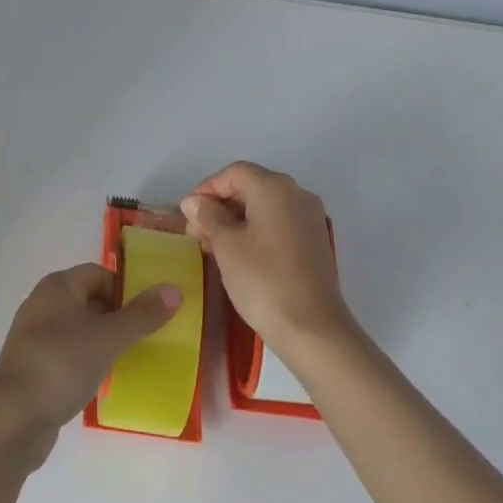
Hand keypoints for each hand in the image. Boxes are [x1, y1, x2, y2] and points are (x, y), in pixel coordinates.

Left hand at [0, 264, 180, 468]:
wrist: (11, 417)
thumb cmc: (62, 363)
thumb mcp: (109, 337)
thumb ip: (143, 315)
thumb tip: (175, 289)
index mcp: (58, 286)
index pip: (99, 274)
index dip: (124, 290)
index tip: (146, 316)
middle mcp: (43, 304)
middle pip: (88, 300)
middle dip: (115, 318)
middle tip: (142, 340)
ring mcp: (33, 337)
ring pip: (77, 330)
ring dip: (100, 343)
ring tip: (125, 363)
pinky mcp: (30, 368)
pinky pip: (65, 356)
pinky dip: (84, 364)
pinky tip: (98, 384)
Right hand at [181, 161, 351, 354]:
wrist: (313, 329)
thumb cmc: (263, 279)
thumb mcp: (226, 245)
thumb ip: (207, 216)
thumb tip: (193, 201)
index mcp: (274, 187)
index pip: (234, 173)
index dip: (207, 188)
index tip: (188, 214)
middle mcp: (297, 194)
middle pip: (250, 187)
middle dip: (220, 206)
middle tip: (196, 233)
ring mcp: (310, 219)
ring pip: (264, 208)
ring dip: (236, 221)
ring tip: (213, 247)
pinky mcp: (315, 243)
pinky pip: (279, 225)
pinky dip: (256, 232)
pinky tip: (239, 256)